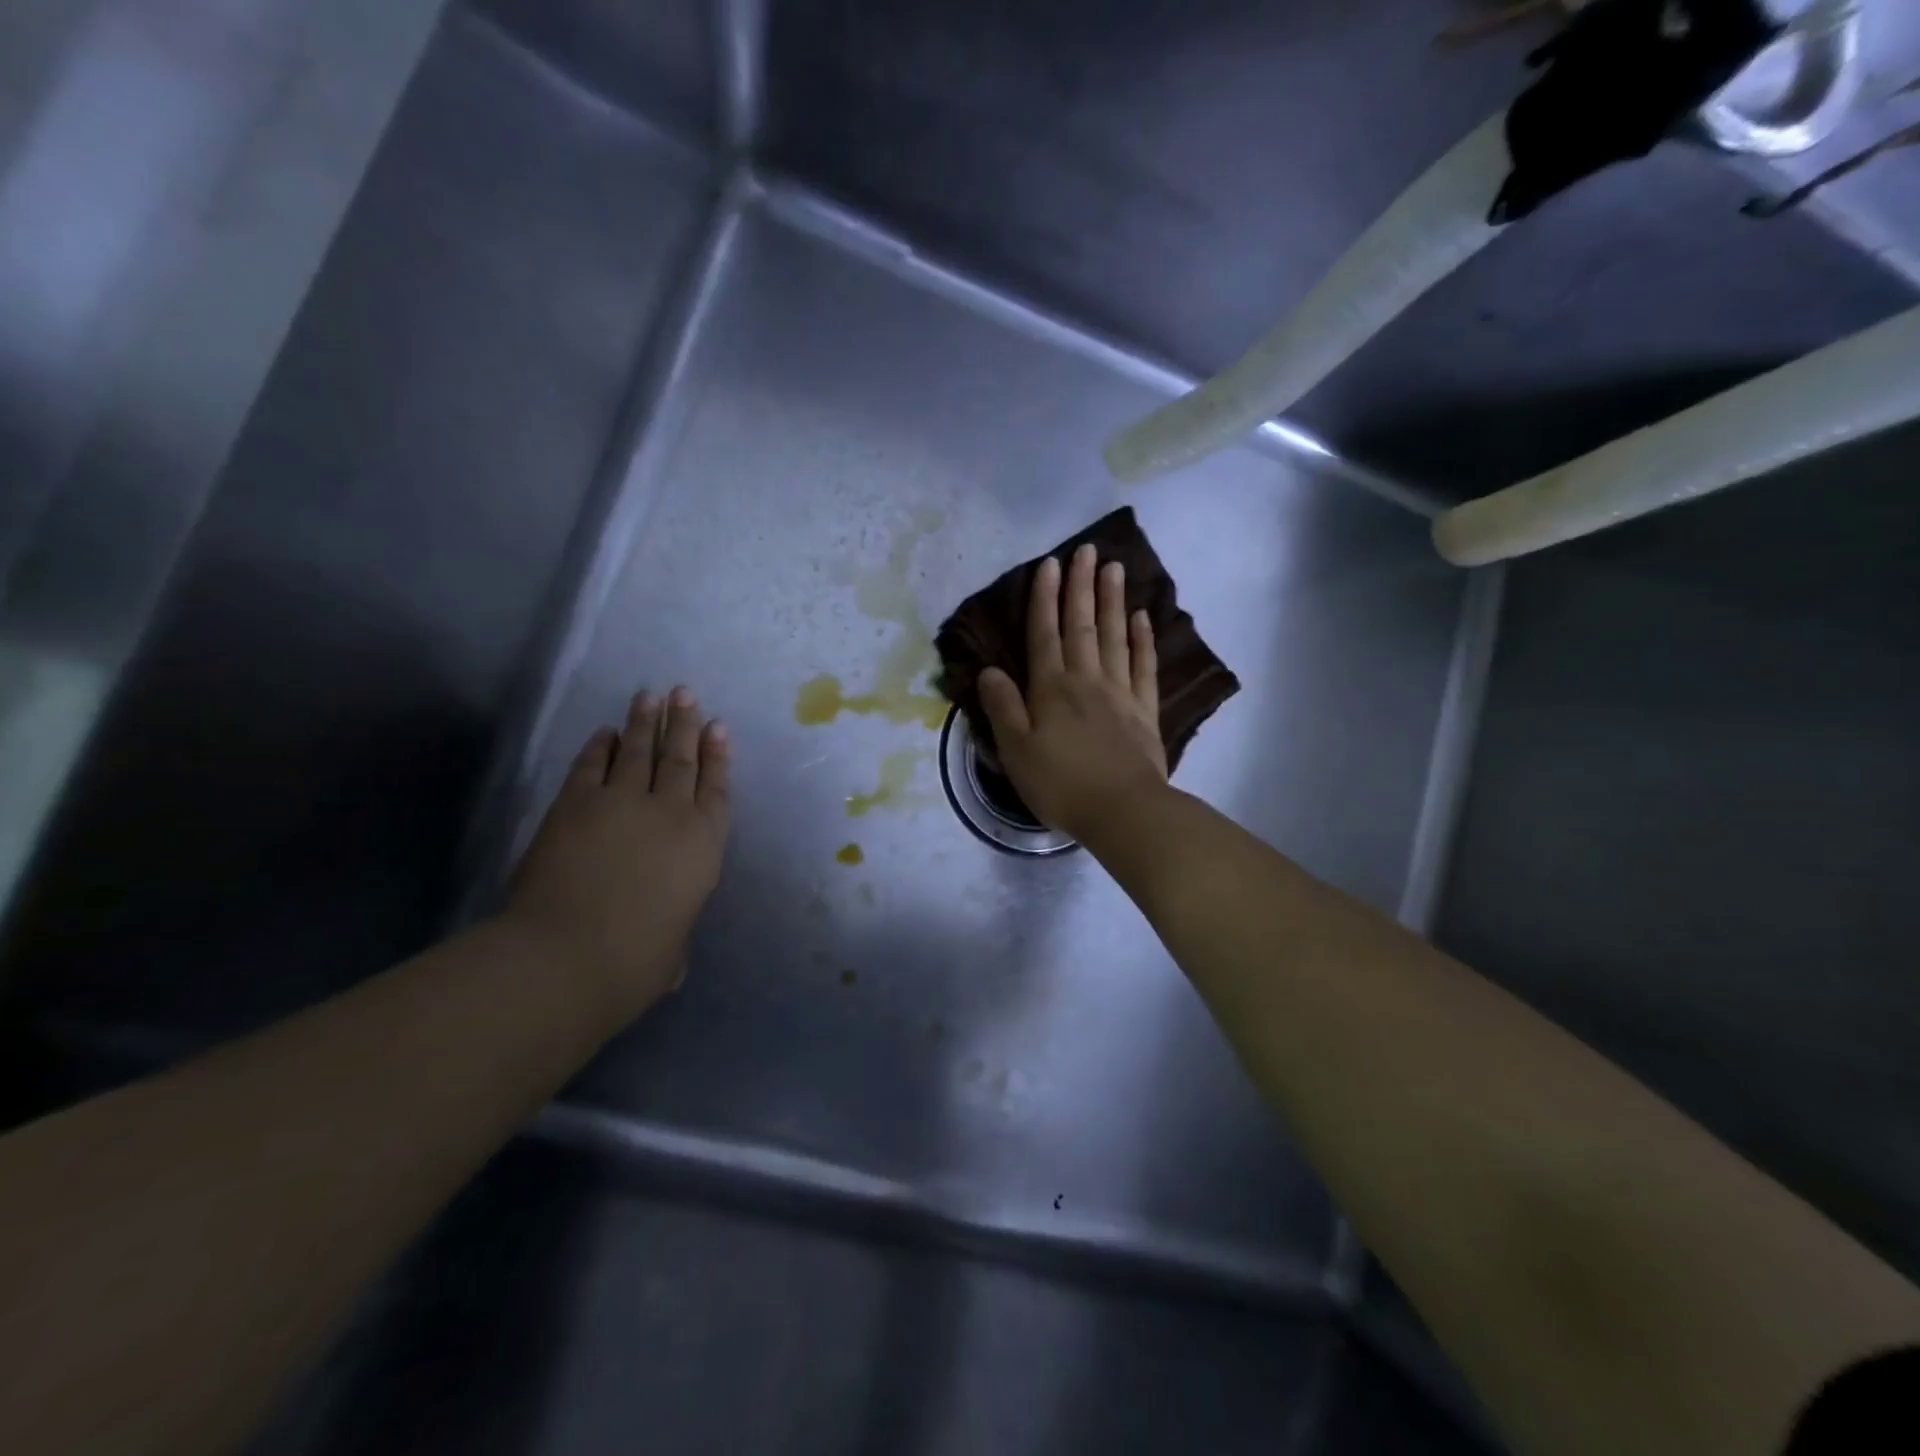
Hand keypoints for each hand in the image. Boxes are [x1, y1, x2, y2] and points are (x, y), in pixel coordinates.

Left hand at [502, 686, 730, 1020]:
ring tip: (651, 696)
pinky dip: (598, 747)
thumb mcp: (673, 950)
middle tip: (685, 694)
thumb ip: (673, 929)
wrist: (567, 956)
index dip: (718, 756)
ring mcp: (619, 803)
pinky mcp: (574, 805)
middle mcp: (668, 813)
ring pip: (638, 752)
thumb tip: (665, 940)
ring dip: (645, 723)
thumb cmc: (635, 962)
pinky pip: (591, 766)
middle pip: (681, 760)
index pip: (716, 789)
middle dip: (685, 725)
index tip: (719, 727)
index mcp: (703, 844)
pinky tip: (604, 732)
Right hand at [978, 543, 1168, 842]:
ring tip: (1114, 568)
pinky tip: (1142, 618)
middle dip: (1081, 586)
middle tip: (1087, 550)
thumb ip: (1003, 708)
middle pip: (1082, 625)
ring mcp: (1120, 693)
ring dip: (1112, 601)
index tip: (1049, 564)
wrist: (1123, 811)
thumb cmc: (1061, 785)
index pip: (1045, 634)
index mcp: (1051, 689)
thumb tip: (989, 671)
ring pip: (1114, 637)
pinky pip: (1144, 666)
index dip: (1045, 598)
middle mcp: (1086, 680)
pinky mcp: (1145, 711)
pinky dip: (1143, 640)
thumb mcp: (1016, 751)